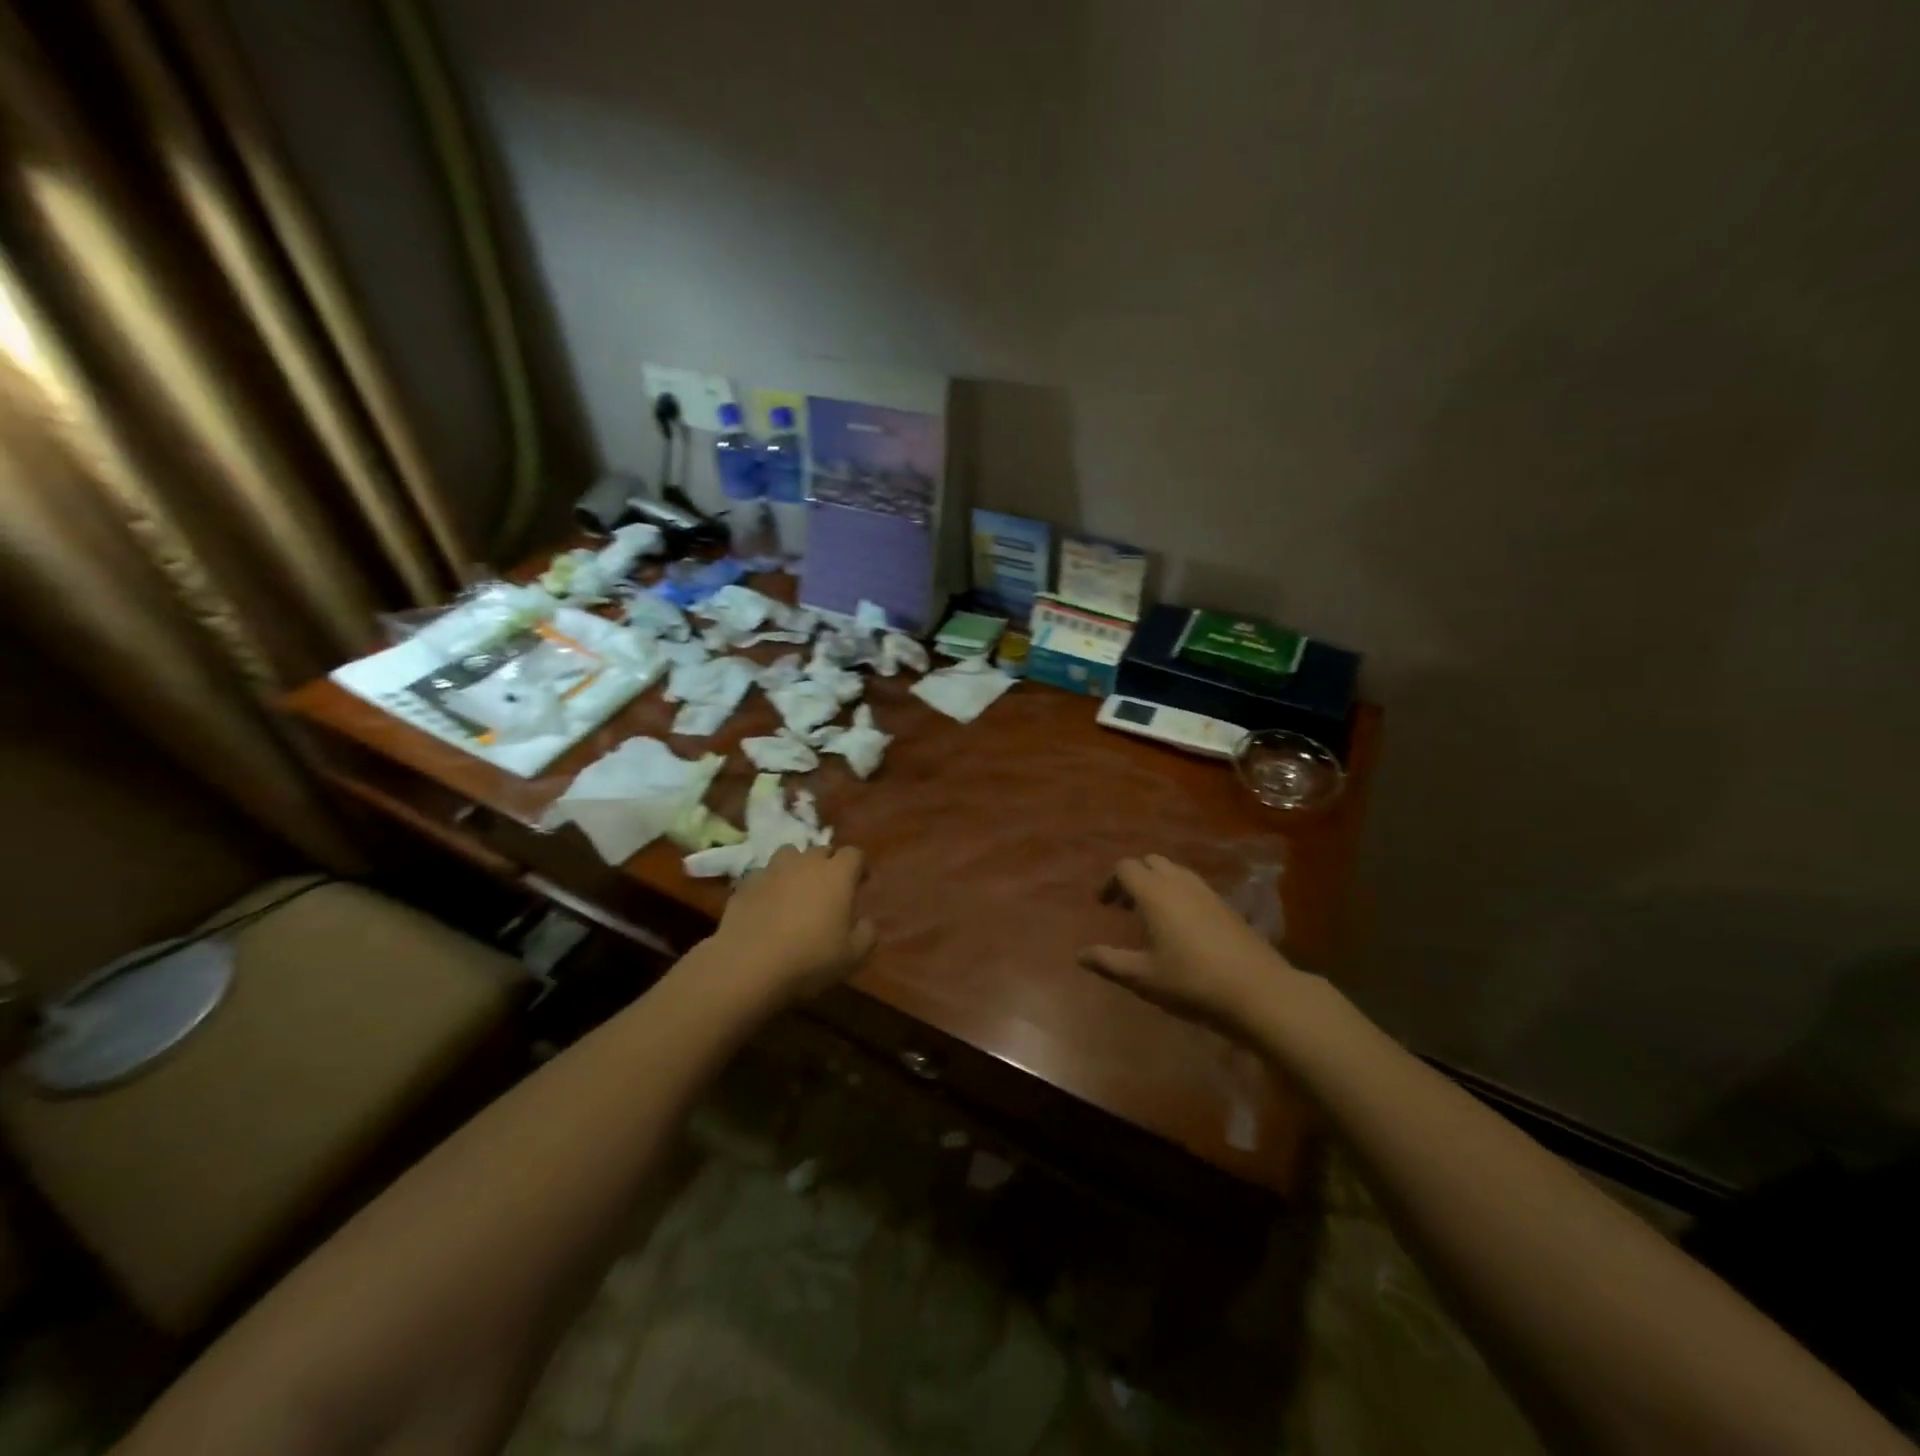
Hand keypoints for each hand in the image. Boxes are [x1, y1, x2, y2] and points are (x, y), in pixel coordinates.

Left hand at [710, 845, 876, 1004]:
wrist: (749, 965)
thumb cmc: (810, 958)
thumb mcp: (853, 956)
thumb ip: (867, 933)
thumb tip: (866, 922)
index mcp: (837, 874)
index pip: (854, 854)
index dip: (859, 867)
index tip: (860, 883)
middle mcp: (805, 863)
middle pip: (821, 850)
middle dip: (828, 865)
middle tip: (829, 890)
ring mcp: (772, 870)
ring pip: (789, 855)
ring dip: (796, 867)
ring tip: (796, 890)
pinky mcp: (745, 884)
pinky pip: (762, 876)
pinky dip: (769, 885)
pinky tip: (767, 906)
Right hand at [1077, 854, 1298, 1033]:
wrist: (1258, 991)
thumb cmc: (1192, 982)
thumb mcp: (1143, 977)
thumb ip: (1109, 962)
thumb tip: (1080, 954)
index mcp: (1155, 893)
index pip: (1125, 867)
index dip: (1110, 883)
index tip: (1104, 906)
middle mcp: (1179, 883)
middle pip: (1150, 862)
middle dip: (1133, 878)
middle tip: (1125, 908)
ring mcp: (1207, 891)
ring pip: (1174, 871)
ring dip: (1157, 884)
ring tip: (1151, 916)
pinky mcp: (1227, 905)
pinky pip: (1193, 886)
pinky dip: (1178, 893)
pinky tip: (1182, 927)